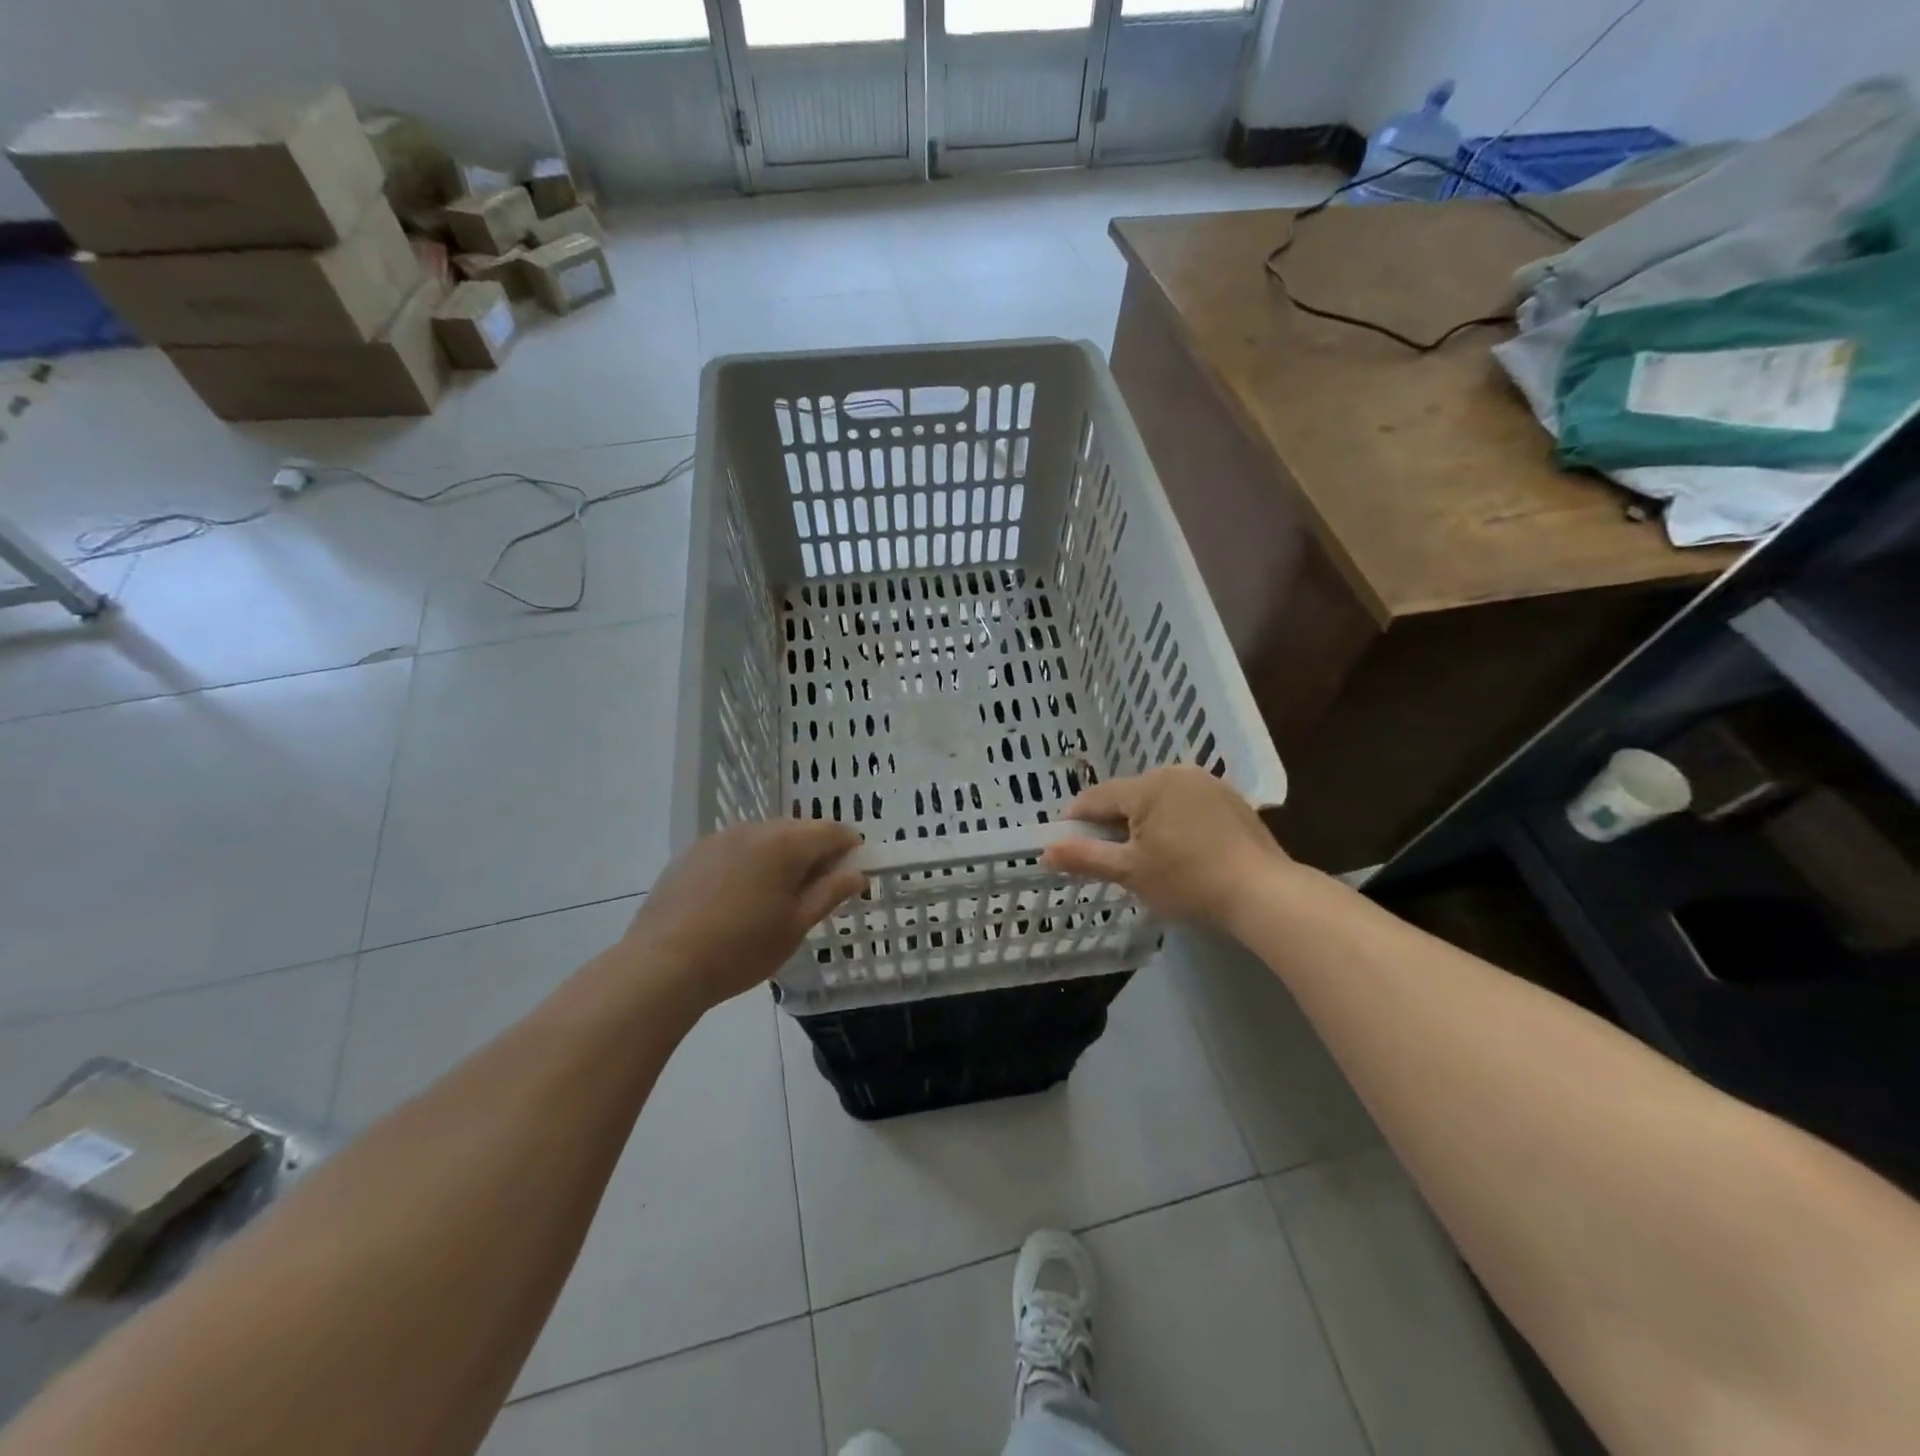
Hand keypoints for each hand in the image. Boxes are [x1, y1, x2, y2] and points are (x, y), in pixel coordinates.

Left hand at [622, 819, 866, 1012]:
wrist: (662, 965)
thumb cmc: (741, 949)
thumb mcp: (795, 926)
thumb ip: (829, 893)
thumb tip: (857, 873)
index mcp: (785, 844)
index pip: (831, 831)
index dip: (848, 848)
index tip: (851, 873)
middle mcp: (753, 829)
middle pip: (797, 830)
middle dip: (813, 852)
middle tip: (814, 891)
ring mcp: (718, 838)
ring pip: (763, 838)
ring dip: (779, 857)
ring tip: (773, 897)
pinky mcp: (691, 853)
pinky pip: (733, 849)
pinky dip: (747, 863)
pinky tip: (736, 898)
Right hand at [1041, 766, 1291, 926]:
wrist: (1262, 892)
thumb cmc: (1187, 881)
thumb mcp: (1130, 872)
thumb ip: (1085, 857)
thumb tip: (1045, 851)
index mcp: (1147, 786)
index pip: (1097, 797)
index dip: (1077, 819)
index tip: (1069, 844)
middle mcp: (1175, 772)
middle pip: (1128, 795)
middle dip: (1114, 822)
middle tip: (1112, 858)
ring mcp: (1207, 782)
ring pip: (1158, 798)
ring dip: (1145, 820)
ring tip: (1148, 856)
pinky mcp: (1230, 797)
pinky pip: (1186, 802)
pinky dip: (1174, 820)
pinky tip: (1182, 849)